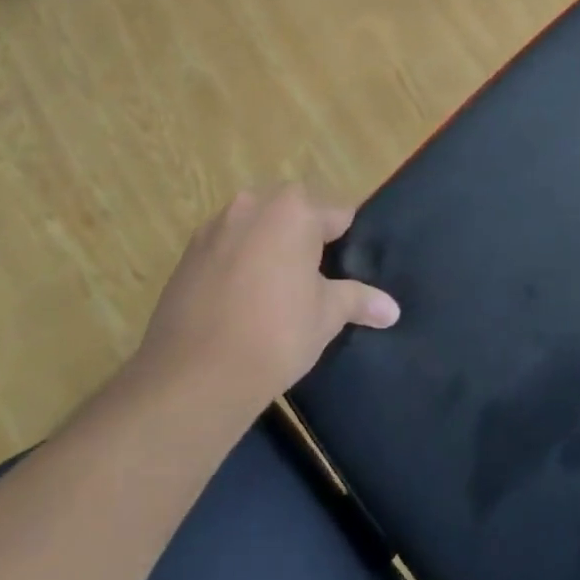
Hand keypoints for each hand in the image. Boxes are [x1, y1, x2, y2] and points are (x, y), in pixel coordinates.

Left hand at [131, 185, 399, 419]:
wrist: (194, 376)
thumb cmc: (276, 334)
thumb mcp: (326, 316)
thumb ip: (359, 300)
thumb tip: (392, 310)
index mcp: (294, 210)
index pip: (338, 214)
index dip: (346, 242)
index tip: (346, 272)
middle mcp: (253, 204)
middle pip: (293, 212)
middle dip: (304, 239)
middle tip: (313, 282)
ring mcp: (215, 226)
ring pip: (257, 226)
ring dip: (268, 246)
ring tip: (274, 293)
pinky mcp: (187, 252)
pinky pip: (226, 246)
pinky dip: (237, 262)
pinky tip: (240, 301)